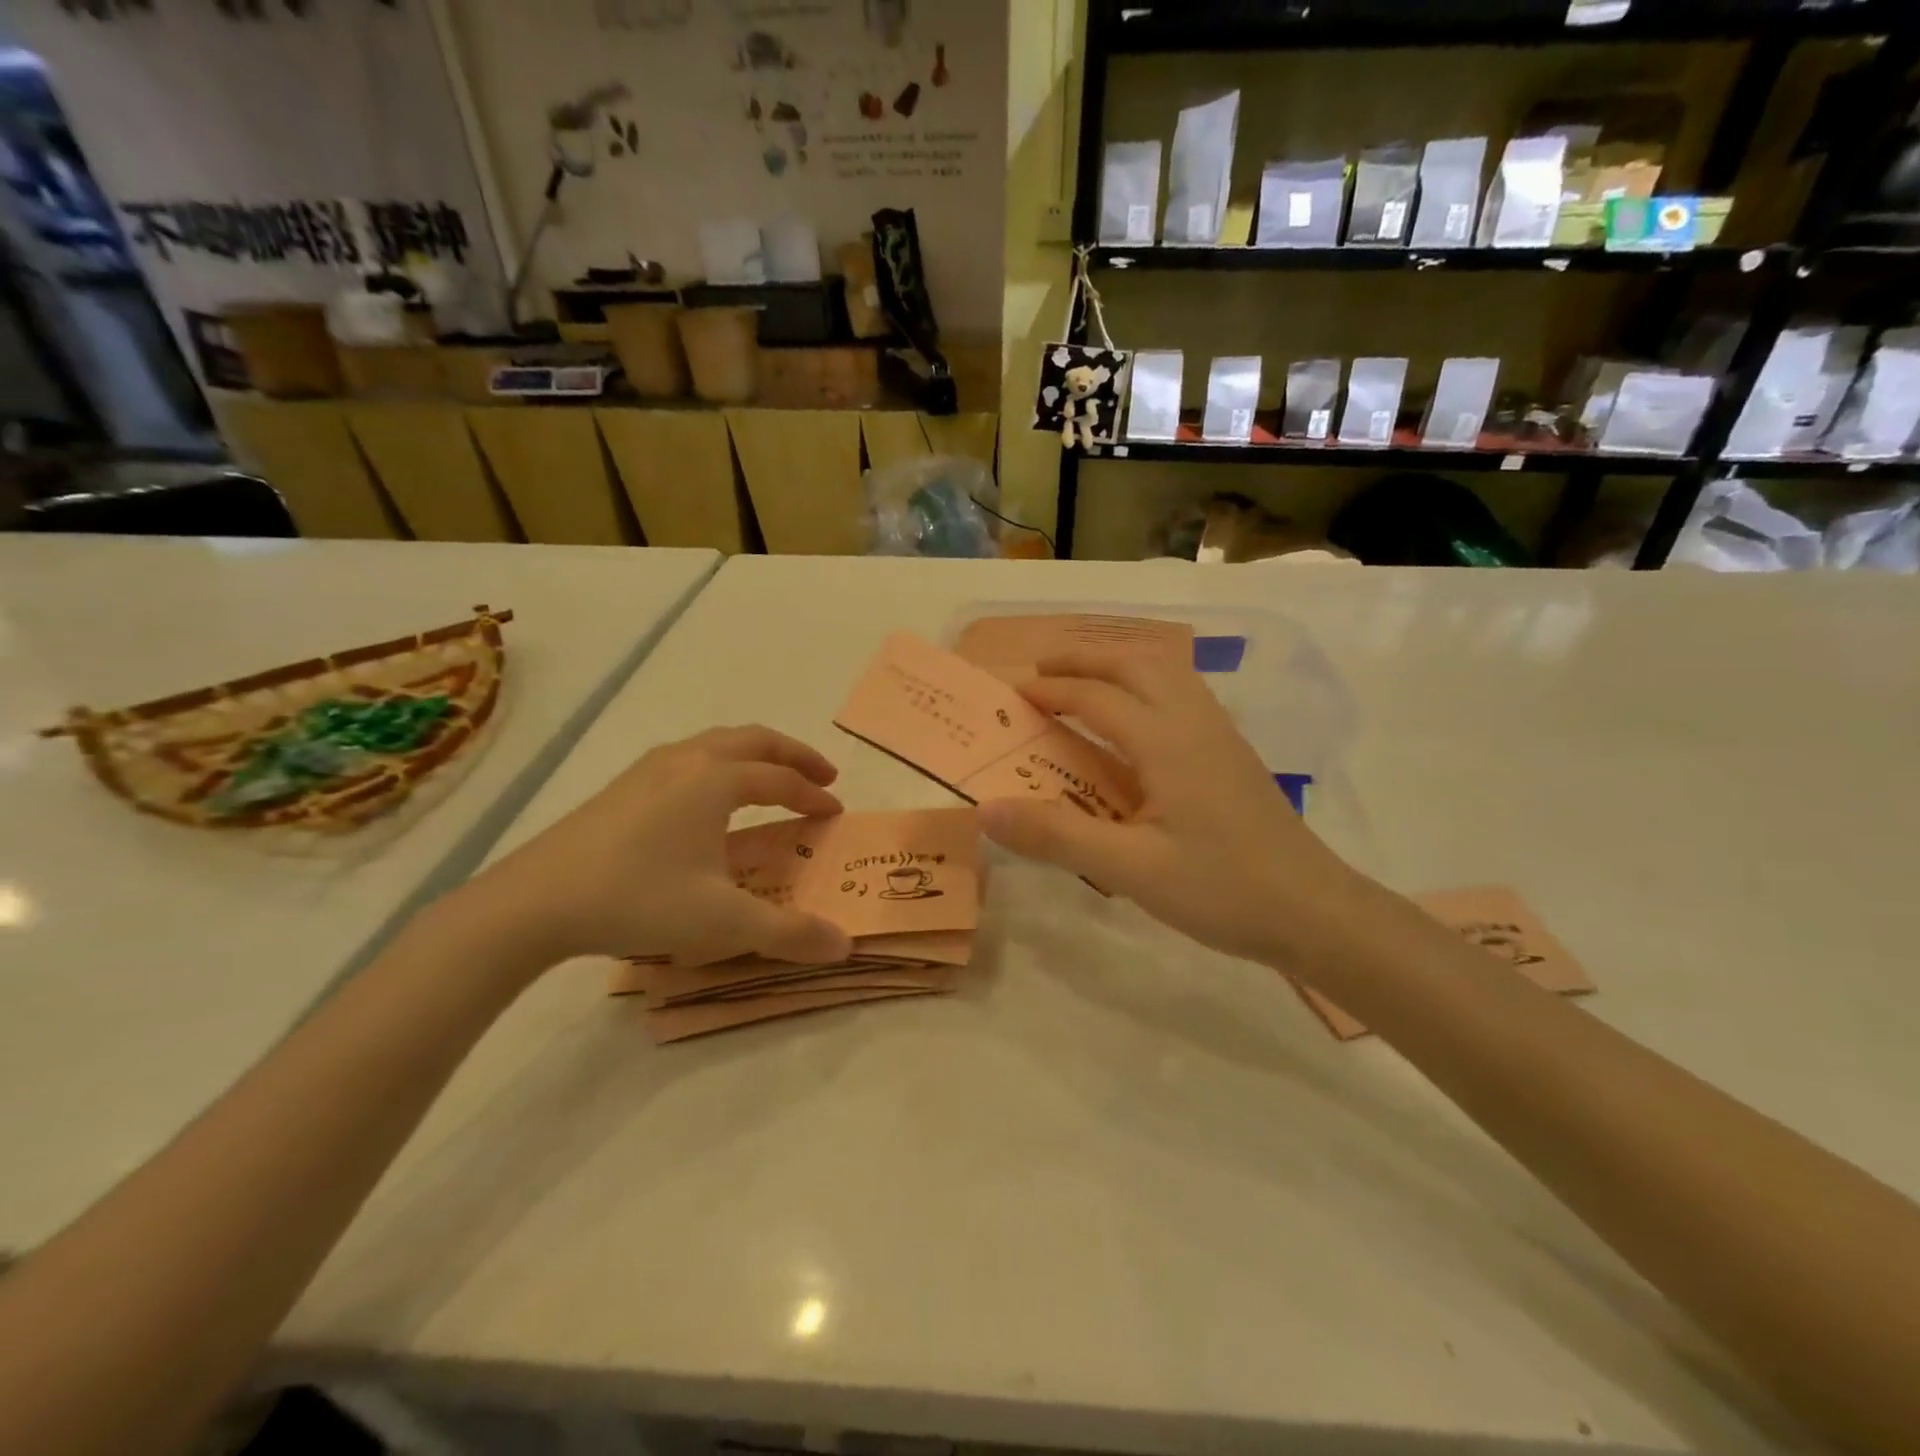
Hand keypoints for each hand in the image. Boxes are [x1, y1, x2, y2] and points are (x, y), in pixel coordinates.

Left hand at [454, 726, 854, 973]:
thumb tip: (845, 945)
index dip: (813, 795)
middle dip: (794, 754)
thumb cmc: (639, 899)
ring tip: (771, 780)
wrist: (534, 902)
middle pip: (754, 740)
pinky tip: (707, 799)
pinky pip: (689, 757)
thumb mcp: (723, 922)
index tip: (835, 811)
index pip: (780, 779)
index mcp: (716, 780)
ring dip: (755, 755)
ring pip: (717, 743)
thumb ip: (789, 933)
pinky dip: (720, 764)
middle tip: (822, 776)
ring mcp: (649, 769)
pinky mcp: (623, 786)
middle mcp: (687, 760)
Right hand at [978, 650, 1360, 967]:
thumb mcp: (1131, 869)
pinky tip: (1136, 721)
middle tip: (1041, 671)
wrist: (1314, 912)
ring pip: (1166, 672)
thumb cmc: (1221, 890)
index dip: (1050, 691)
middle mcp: (1194, 722)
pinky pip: (1182, 695)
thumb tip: (986, 808)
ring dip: (1119, 666)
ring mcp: (1220, 734)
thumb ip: (1056, 835)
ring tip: (1083, 683)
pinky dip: (1146, 685)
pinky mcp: (1232, 754)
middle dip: (1084, 659)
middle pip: (1135, 664)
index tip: (1011, 693)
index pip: (1096, 698)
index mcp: (1167, 741)